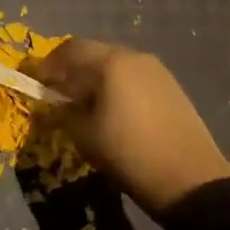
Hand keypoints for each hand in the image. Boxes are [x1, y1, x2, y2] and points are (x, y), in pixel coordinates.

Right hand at [25, 39, 229, 216]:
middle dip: (72, 69)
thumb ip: (63, 113)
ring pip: (115, 63)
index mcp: (110, 63)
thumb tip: (54, 104)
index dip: (49, 65)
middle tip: (59, 93)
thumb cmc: (129, 153)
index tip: (38, 84)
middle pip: (94, 52)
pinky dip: (116, 85)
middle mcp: (134, 57)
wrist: (191, 180)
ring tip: (85, 103)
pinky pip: (133, 76)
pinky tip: (113, 109)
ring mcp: (157, 70)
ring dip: (95, 77)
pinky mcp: (171, 87)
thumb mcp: (84, 136)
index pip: (70, 49)